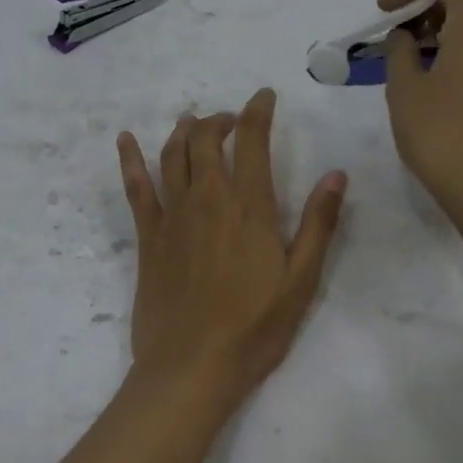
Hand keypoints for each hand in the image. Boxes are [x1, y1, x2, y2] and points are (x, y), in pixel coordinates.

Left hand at [116, 90, 346, 406]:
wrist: (192, 366)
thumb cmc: (255, 327)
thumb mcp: (302, 279)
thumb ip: (319, 224)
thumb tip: (337, 174)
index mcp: (250, 207)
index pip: (252, 141)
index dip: (258, 111)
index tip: (264, 96)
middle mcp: (208, 199)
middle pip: (206, 140)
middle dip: (219, 119)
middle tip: (231, 120)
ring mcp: (173, 217)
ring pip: (172, 155)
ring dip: (183, 131)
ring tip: (192, 122)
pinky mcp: (148, 238)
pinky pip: (136, 188)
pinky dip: (130, 159)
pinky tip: (125, 140)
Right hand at [380, 0, 462, 209]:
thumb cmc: (439, 132)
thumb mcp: (404, 87)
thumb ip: (399, 50)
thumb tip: (404, 36)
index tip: (387, 11)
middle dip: (430, 3)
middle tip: (402, 34)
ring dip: (444, 30)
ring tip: (412, 64)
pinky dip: (459, 53)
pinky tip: (435, 89)